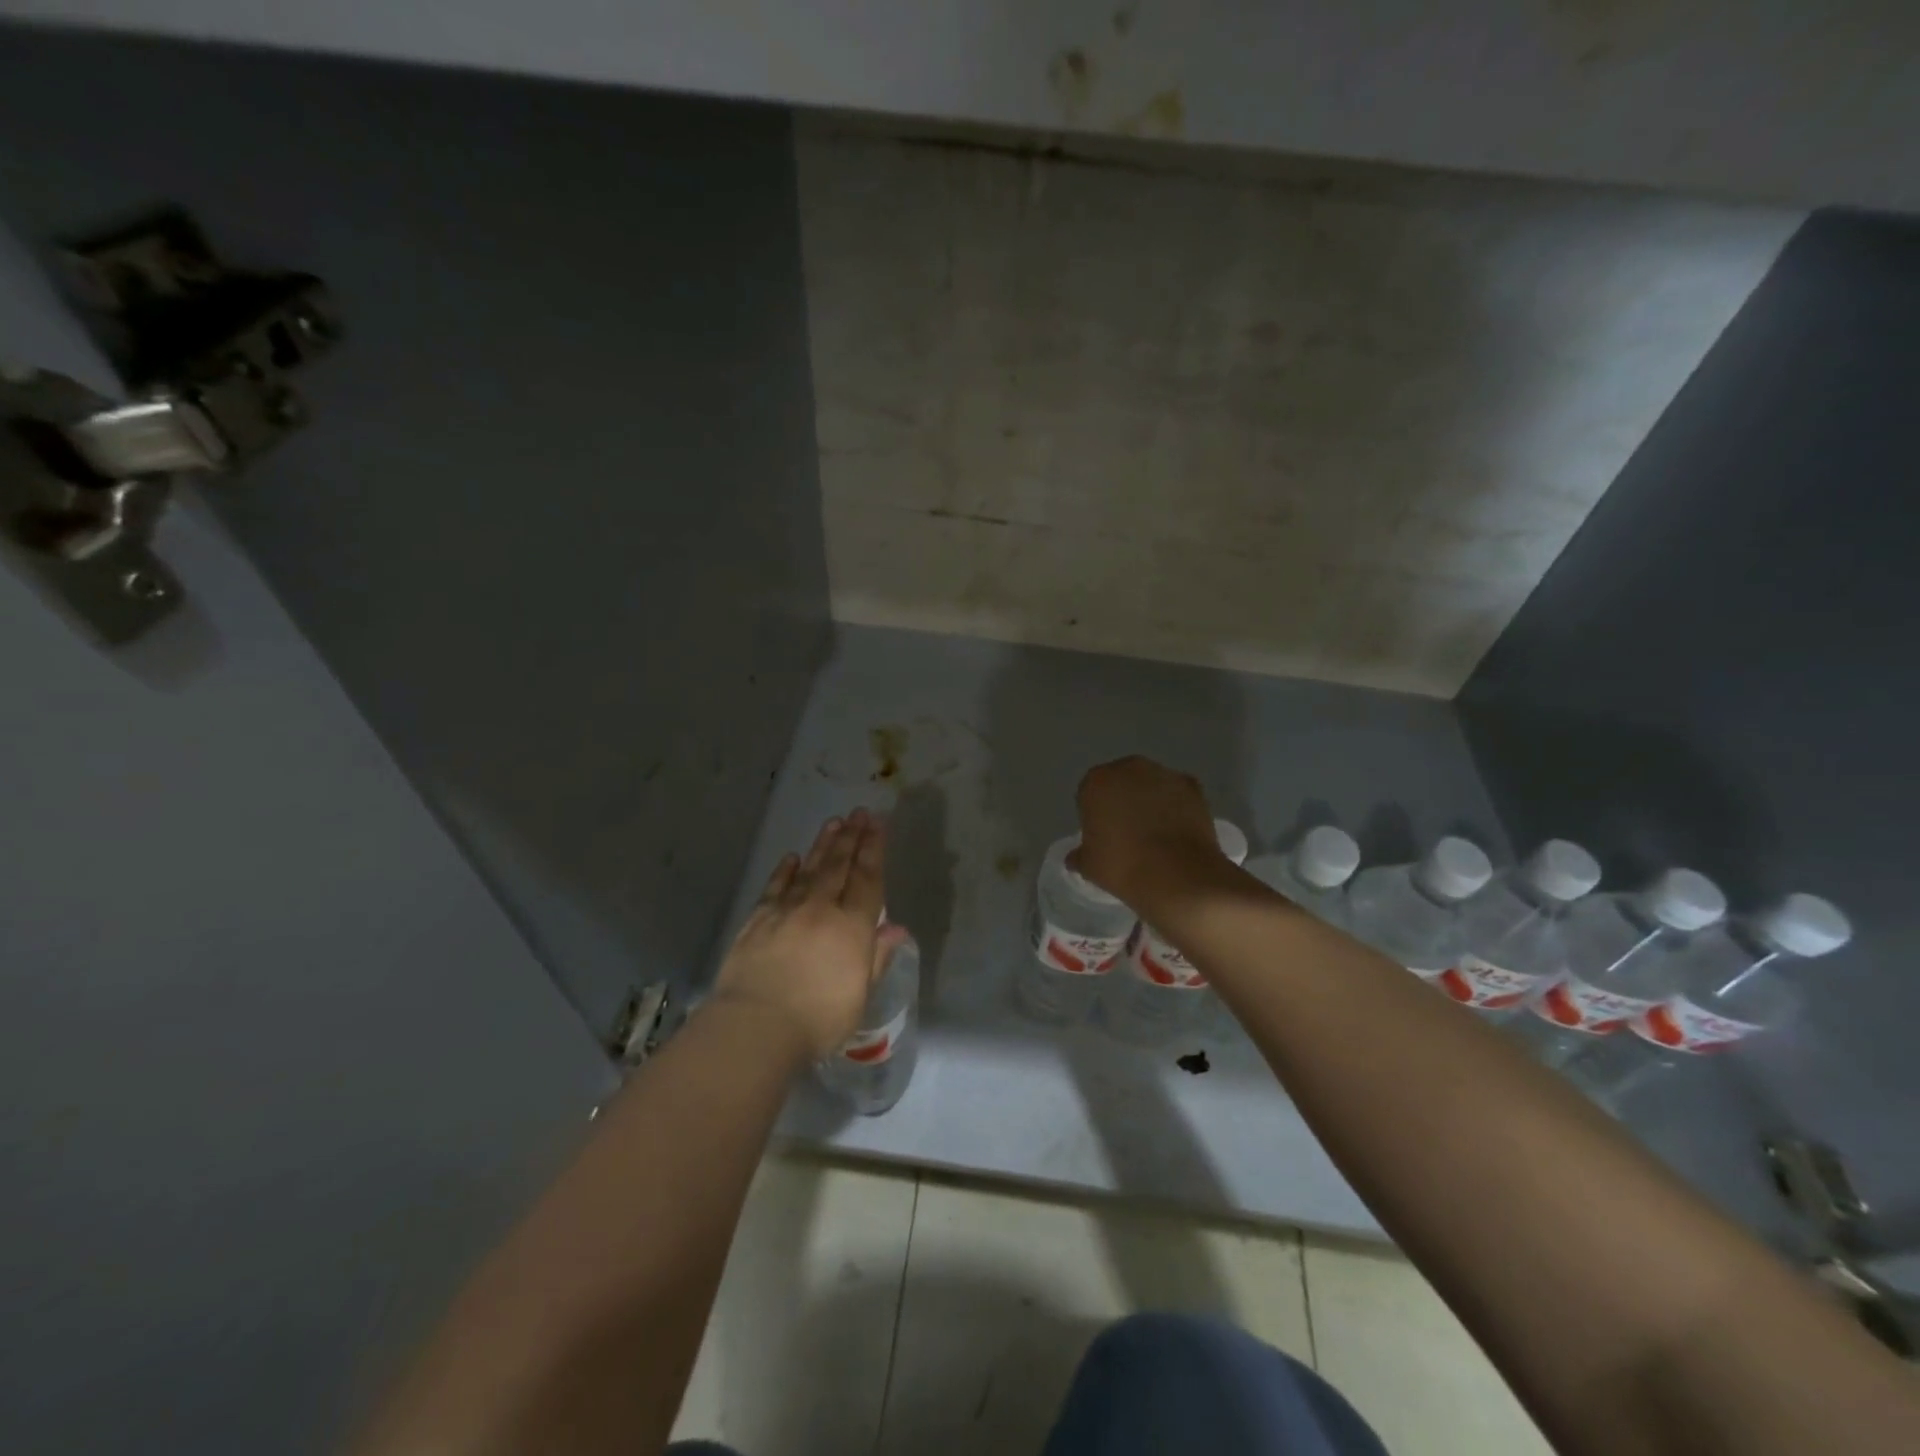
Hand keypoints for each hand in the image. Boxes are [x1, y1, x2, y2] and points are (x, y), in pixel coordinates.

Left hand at [711, 809, 909, 1060]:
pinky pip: (775, 888)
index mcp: (851, 926)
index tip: (878, 824)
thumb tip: (897, 928)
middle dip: (851, 837)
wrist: (756, 1026)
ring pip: (809, 870)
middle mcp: (821, 909)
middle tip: (859, 813)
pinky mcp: (757, 921)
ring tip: (833, 822)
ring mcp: (786, 911)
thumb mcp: (860, 996)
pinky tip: (792, 857)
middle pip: (839, 866)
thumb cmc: (817, 1019)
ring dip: (823, 845)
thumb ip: (877, 957)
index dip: (874, 849)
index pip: (867, 879)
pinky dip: (785, 871)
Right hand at [1073, 756, 1224, 908]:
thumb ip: (1080, 855)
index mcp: (1097, 782)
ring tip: (1156, 833)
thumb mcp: (1089, 867)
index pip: (1090, 793)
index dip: (1095, 814)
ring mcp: (1164, 774)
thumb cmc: (1123, 866)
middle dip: (1122, 800)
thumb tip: (1075, 857)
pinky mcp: (1192, 786)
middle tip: (1127, 832)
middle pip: (1121, 782)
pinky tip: (1177, 831)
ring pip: (1150, 785)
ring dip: (1150, 800)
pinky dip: (1176, 806)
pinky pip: (1177, 794)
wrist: (1178, 875)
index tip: (1102, 835)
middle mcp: (1129, 768)